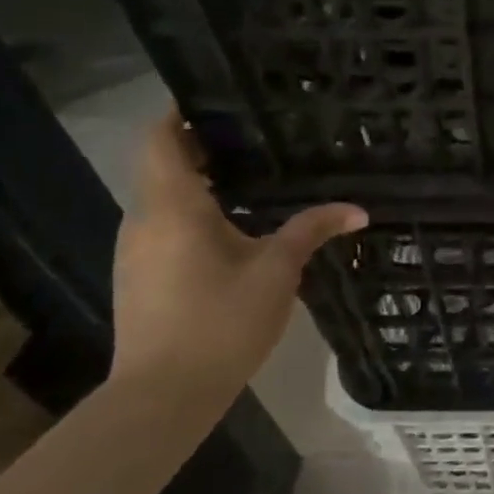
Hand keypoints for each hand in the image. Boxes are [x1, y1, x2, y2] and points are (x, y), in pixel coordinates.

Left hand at [112, 114, 365, 398]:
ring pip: (162, 197)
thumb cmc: (221, 321)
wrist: (162, 396)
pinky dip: (191, 212)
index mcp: (172, 206)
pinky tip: (231, 228)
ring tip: (249, 174)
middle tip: (254, 134)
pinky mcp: (139, 276)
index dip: (182, 111)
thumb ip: (312, 229)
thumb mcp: (277, 270)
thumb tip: (357, 209)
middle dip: (201, 144)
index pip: (160, 137)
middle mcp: (143, 219)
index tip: (220, 98)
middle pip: (162, 163)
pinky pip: (162, 225)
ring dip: (197, 181)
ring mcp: (135, 250)